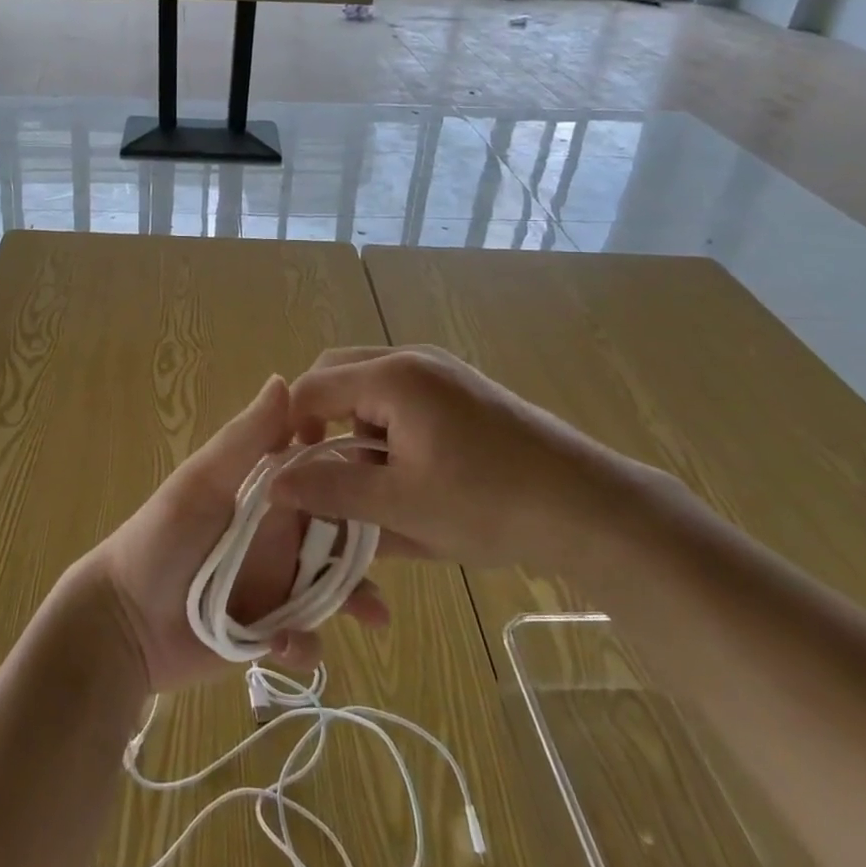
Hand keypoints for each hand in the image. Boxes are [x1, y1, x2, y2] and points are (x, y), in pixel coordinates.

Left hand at [77, 375, 389, 695]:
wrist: (123, 623)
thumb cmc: (161, 539)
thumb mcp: (201, 483)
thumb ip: (245, 439)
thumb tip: (284, 380)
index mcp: (264, 493)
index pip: (318, 473)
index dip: (350, 469)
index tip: (386, 469)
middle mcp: (277, 534)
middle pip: (337, 533)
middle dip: (366, 544)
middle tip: (402, 550)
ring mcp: (276, 584)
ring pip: (332, 587)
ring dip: (353, 597)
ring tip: (372, 613)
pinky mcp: (269, 632)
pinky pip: (305, 638)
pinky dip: (305, 644)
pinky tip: (283, 646)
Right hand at [275, 346, 645, 575]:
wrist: (592, 508)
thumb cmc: (490, 505)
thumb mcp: (402, 506)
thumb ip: (331, 490)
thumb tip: (273, 482)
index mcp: (392, 377)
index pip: (311, 388)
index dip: (291, 429)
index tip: (294, 476)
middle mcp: (413, 358)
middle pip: (338, 373)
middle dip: (321, 419)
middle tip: (326, 470)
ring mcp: (442, 368)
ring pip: (371, 383)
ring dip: (356, 422)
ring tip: (375, 477)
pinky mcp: (464, 386)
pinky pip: (403, 392)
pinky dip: (388, 423)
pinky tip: (412, 468)